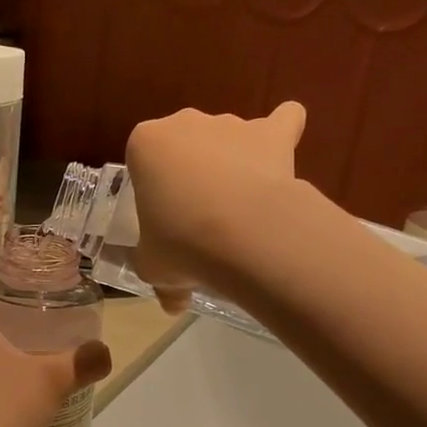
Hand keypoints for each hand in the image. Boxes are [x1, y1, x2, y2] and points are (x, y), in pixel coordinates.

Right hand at [125, 103, 306, 312]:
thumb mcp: (154, 267)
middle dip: (190, 172)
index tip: (163, 217)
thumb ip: (161, 280)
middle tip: (197, 217)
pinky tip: (281, 157)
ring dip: (231, 162)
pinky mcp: (272, 133)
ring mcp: (231, 124)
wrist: (240, 233)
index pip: (143, 160)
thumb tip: (173, 305)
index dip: (153, 189)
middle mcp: (186, 122)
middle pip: (185, 144)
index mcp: (145, 144)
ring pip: (228, 137)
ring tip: (240, 206)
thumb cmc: (179, 243)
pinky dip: (283, 132)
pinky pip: (283, 121)